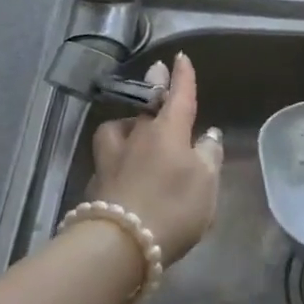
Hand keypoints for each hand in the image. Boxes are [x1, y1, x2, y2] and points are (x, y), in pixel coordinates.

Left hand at [89, 51, 222, 264]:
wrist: (118, 245)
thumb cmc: (172, 208)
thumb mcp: (206, 185)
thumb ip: (208, 157)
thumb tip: (207, 136)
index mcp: (168, 131)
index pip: (179, 96)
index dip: (182, 77)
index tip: (180, 57)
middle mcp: (138, 137)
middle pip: (146, 105)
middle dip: (153, 86)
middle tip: (155, 73)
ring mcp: (112, 158)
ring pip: (116, 128)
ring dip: (125, 123)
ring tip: (131, 128)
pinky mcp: (96, 183)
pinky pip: (107, 157)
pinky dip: (116, 156)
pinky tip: (120, 166)